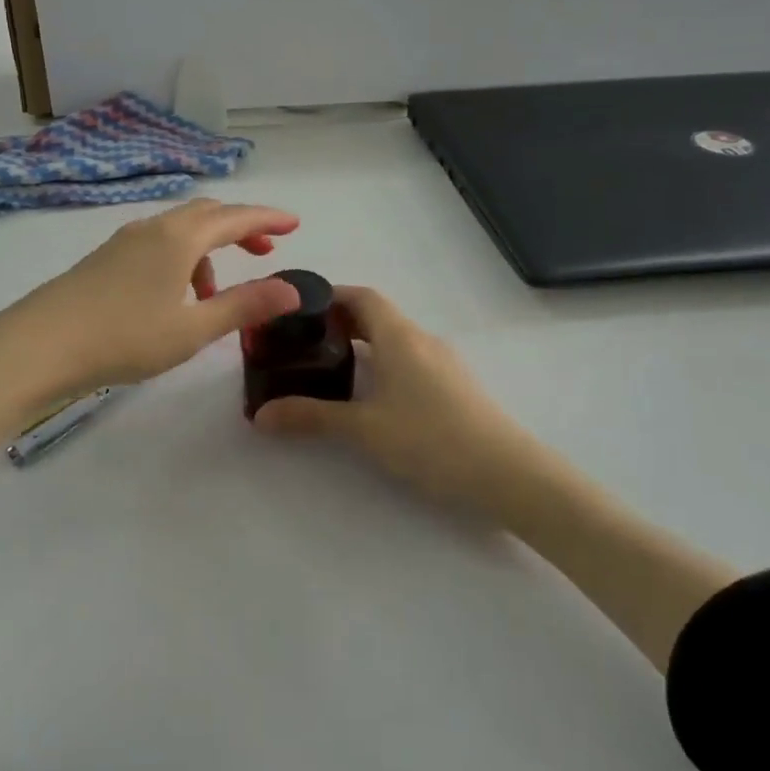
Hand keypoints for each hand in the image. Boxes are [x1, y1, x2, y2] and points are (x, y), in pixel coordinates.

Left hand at [0, 199, 301, 511]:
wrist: (38, 345)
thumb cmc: (123, 337)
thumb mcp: (193, 328)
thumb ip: (244, 306)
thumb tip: (292, 289)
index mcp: (179, 238)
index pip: (235, 217)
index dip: (268, 218)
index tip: (295, 224)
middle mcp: (152, 228)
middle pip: (206, 214)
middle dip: (240, 227)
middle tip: (265, 250)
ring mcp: (122, 241)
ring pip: (178, 230)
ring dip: (207, 250)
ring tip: (216, 294)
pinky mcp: (103, 259)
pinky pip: (155, 245)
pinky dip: (180, 260)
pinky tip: (173, 297)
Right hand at [253, 286, 557, 521]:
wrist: (508, 474)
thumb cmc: (431, 440)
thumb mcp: (364, 429)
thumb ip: (311, 416)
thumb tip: (261, 414)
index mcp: (400, 337)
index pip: (362, 296)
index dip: (329, 296)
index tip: (299, 309)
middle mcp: (424, 340)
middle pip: (378, 315)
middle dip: (340, 322)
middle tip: (305, 342)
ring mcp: (445, 362)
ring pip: (396, 339)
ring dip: (364, 344)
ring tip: (332, 369)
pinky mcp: (457, 386)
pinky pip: (412, 359)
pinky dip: (385, 363)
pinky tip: (374, 396)